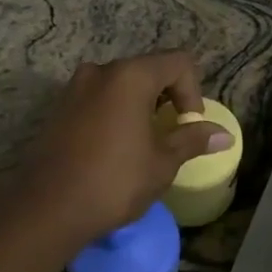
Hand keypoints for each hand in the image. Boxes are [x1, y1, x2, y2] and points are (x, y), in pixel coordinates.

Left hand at [21, 53, 229, 244]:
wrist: (47, 209)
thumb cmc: (114, 181)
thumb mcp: (162, 162)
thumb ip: (192, 140)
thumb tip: (225, 135)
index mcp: (131, 76)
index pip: (178, 62)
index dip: (193, 90)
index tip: (188, 124)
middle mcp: (101, 71)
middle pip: (149, 68)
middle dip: (167, 96)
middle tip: (171, 132)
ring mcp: (75, 87)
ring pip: (121, 83)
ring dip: (141, 104)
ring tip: (144, 141)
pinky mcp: (60, 107)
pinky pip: (99, 97)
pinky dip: (116, 110)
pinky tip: (115, 146)